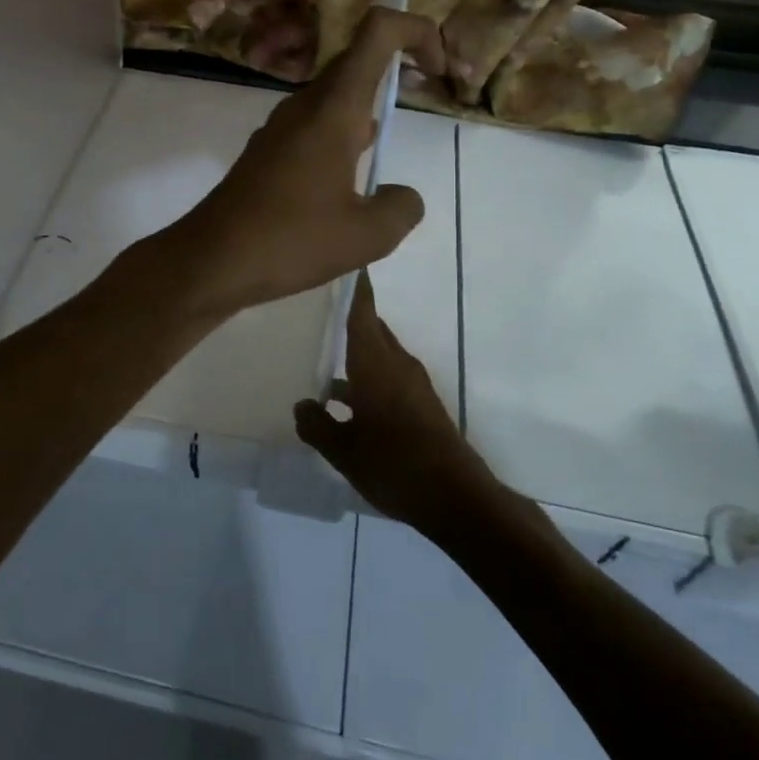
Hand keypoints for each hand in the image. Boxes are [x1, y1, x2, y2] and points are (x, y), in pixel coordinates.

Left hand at [168, 8, 446, 316]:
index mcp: (333, 109)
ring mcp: (280, 129)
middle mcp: (304, 107)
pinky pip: (314, 126)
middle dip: (398, 65)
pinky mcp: (267, 154)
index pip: (377, 32)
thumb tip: (402, 197)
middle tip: (427, 93)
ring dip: (368, 102)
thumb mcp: (366, 235)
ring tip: (391, 138)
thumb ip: (401, 208)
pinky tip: (349, 177)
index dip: (416, 31)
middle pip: (357, 61)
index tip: (439, 70)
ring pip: (333, 97)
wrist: (210, 260)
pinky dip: (342, 133)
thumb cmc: (290, 240)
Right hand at [294, 274, 493, 529]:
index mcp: (376, 364)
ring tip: (323, 354)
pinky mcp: (421, 406)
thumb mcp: (343, 450)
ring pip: (380, 355)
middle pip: (373, 330)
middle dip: (351, 317)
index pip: (363, 313)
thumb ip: (317, 424)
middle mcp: (397, 365)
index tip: (344, 261)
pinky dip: (367, 376)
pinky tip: (344, 400)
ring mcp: (413, 386)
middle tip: (319, 308)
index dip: (354, 288)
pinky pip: (389, 377)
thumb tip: (302, 404)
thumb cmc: (394, 465)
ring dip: (357, 352)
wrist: (456, 498)